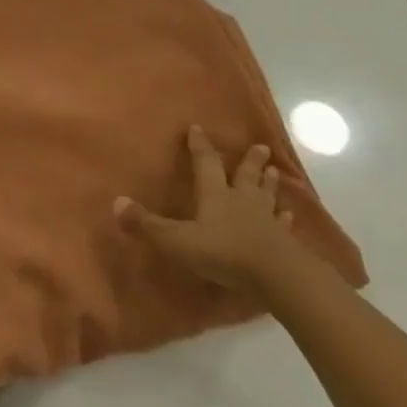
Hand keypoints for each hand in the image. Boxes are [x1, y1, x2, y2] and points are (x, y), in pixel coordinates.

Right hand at [114, 128, 296, 293]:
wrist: (278, 277)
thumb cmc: (225, 254)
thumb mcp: (178, 241)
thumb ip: (148, 224)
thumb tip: (116, 202)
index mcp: (215, 195)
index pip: (205, 163)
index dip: (200, 146)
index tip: (198, 128)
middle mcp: (242, 201)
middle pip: (245, 175)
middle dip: (249, 161)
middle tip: (260, 146)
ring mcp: (267, 221)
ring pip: (267, 195)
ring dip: (269, 183)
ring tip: (276, 171)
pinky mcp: (285, 243)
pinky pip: (285, 225)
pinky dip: (286, 218)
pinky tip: (291, 215)